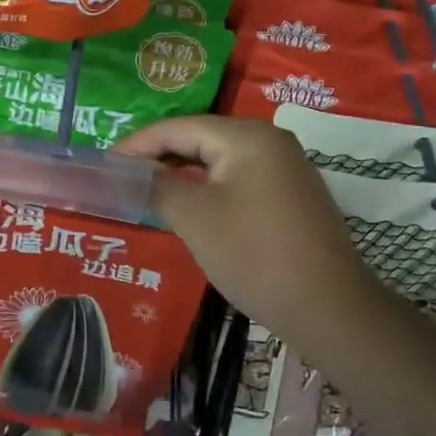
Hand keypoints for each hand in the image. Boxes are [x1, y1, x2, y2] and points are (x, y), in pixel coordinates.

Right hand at [113, 115, 377, 340]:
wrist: (329, 308)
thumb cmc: (254, 255)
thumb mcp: (195, 218)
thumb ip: (158, 186)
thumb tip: (133, 172)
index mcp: (247, 136)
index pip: (180, 126)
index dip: (139, 143)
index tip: (106, 161)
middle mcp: (270, 140)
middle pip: (202, 137)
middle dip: (161, 155)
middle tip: (123, 175)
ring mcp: (286, 166)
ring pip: (221, 159)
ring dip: (184, 171)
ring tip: (148, 187)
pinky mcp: (293, 193)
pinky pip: (240, 177)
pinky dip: (210, 186)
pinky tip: (191, 204)